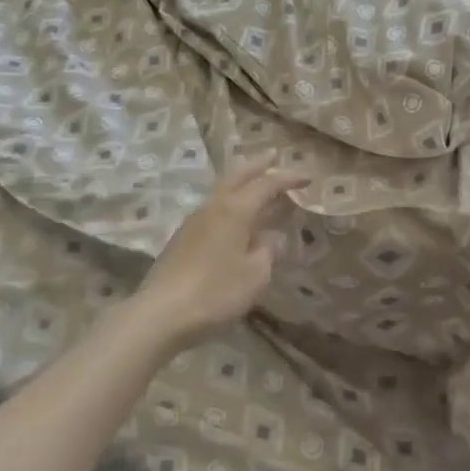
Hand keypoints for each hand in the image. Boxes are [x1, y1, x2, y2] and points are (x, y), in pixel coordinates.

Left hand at [130, 153, 310, 349]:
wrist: (161, 314)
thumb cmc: (215, 292)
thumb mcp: (255, 275)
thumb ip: (267, 252)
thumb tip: (269, 239)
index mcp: (235, 210)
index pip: (267, 185)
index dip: (288, 179)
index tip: (308, 177)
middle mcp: (213, 207)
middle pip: (237, 177)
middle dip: (257, 166)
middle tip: (272, 156)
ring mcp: (193, 222)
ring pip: (221, 192)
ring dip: (241, 184)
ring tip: (256, 186)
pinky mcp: (182, 239)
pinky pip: (213, 210)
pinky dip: (230, 204)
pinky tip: (235, 219)